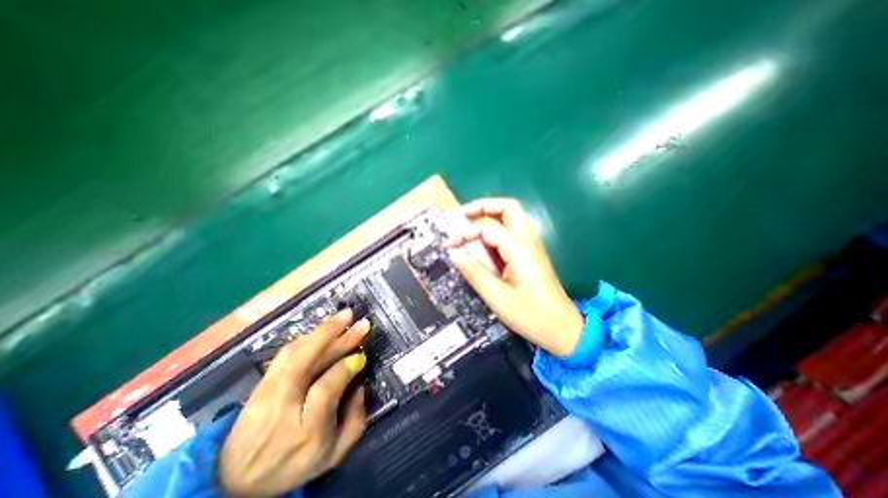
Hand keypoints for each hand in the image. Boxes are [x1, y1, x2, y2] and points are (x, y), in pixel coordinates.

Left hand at [219, 310, 372, 495]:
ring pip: (292, 354)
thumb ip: (356, 419)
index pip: (325, 389)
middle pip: (304, 364)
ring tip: (344, 317)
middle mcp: (281, 410)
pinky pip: (284, 354)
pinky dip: (307, 338)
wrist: (235, 482)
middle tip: (360, 322)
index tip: (361, 356)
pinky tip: (324, 329)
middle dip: (336, 337)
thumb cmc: (294, 466)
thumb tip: (360, 381)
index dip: (345, 368)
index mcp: (305, 432)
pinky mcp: (258, 386)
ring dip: (322, 331)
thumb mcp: (334, 454)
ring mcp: (265, 396)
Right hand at [451, 197, 583, 355]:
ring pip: (511, 216)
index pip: (489, 227)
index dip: (466, 232)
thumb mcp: (498, 298)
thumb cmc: (532, 316)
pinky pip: (510, 232)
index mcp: (520, 251)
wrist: (562, 329)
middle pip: (508, 207)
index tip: (450, 244)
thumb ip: (475, 273)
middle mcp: (528, 241)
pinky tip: (482, 242)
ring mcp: (531, 246)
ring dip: (489, 215)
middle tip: (462, 216)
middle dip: (483, 207)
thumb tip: (455, 254)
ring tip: (468, 225)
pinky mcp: (529, 253)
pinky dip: (494, 230)